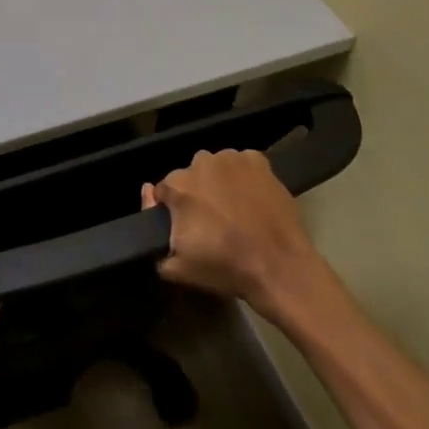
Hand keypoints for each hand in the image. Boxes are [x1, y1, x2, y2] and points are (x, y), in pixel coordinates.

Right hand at [143, 148, 325, 323]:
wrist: (280, 269)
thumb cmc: (226, 268)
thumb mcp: (179, 267)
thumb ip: (153, 237)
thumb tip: (147, 195)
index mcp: (177, 186)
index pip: (163, 191)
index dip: (173, 210)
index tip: (187, 227)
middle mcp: (199, 164)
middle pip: (190, 176)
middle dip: (197, 194)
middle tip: (213, 221)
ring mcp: (229, 159)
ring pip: (216, 167)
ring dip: (219, 182)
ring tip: (236, 209)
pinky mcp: (256, 160)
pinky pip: (242, 163)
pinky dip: (244, 175)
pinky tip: (253, 197)